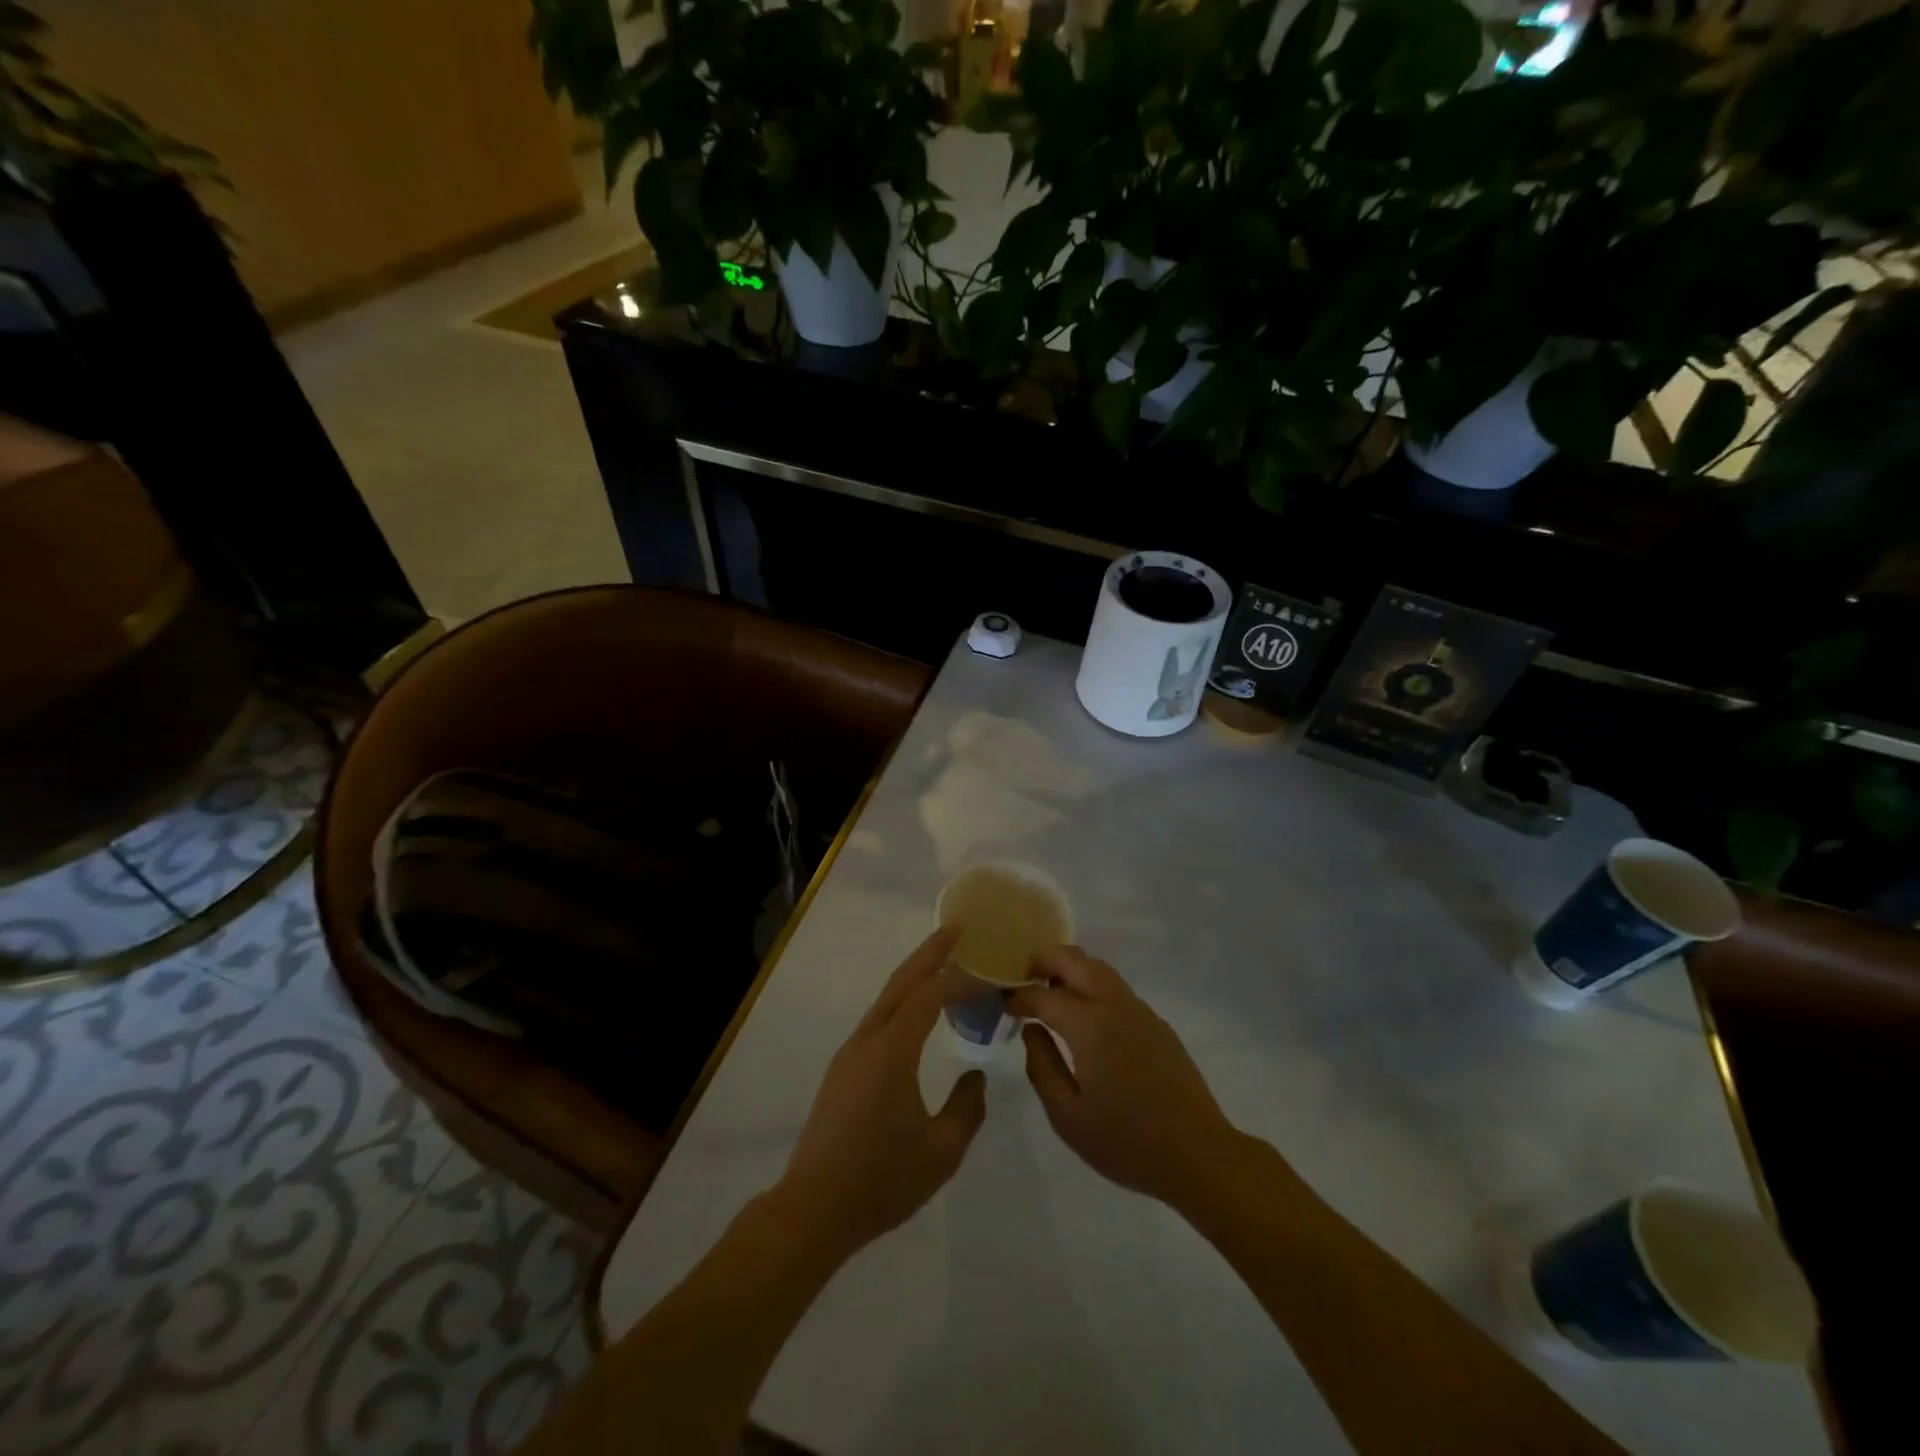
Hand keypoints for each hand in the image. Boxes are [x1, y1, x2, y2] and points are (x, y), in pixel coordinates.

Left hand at [775, 927, 987, 1260]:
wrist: (813, 1209)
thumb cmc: (881, 1180)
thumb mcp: (941, 1151)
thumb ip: (967, 1108)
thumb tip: (975, 1076)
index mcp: (892, 1051)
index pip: (930, 995)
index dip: (961, 978)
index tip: (990, 973)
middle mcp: (868, 1040)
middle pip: (901, 981)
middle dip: (930, 952)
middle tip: (957, 929)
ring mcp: (851, 1053)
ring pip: (887, 998)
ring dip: (915, 976)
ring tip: (944, 964)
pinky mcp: (843, 1069)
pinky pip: (879, 1019)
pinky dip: (903, 1001)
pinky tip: (918, 1014)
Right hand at [1008, 947, 1239, 1207]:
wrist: (1199, 1154)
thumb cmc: (1127, 1142)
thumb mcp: (1068, 1117)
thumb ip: (1042, 1067)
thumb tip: (1032, 1030)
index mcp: (1089, 1026)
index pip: (1043, 995)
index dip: (1018, 996)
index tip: (1004, 1005)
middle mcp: (1114, 1005)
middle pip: (1074, 959)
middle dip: (1044, 961)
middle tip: (1024, 980)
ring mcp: (1140, 1011)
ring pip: (1099, 968)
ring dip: (1071, 969)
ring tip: (1051, 992)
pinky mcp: (1157, 1023)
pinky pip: (1117, 988)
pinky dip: (1093, 985)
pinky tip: (1088, 1017)